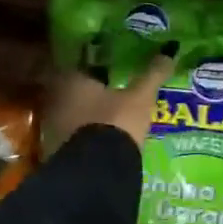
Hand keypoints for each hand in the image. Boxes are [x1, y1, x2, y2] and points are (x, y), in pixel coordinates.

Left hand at [41, 51, 173, 152]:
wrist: (97, 172)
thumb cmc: (116, 122)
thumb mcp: (140, 98)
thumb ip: (152, 75)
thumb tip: (169, 52)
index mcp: (72, 81)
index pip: (77, 63)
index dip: (90, 63)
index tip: (104, 63)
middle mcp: (56, 101)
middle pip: (70, 89)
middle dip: (87, 90)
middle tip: (108, 88)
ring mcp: (53, 128)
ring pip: (69, 113)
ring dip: (84, 113)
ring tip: (106, 114)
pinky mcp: (56, 152)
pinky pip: (70, 136)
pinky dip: (82, 134)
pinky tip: (100, 137)